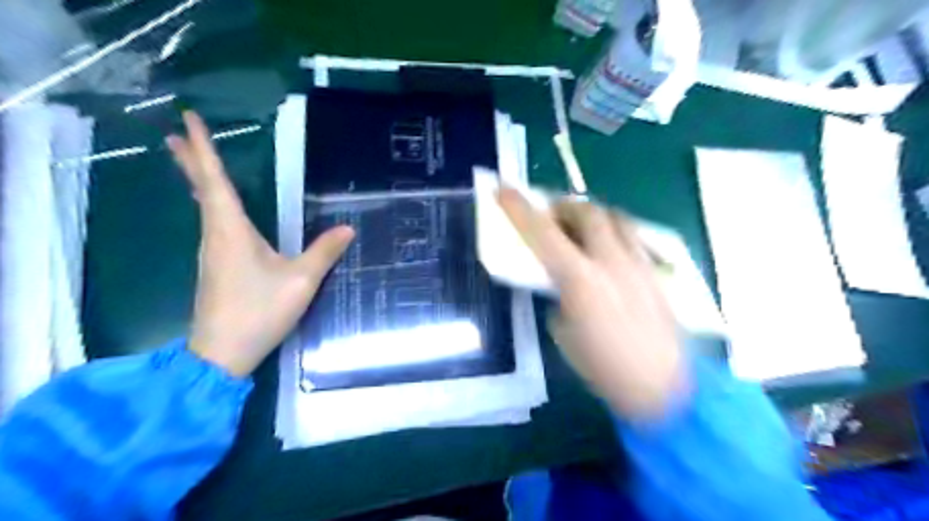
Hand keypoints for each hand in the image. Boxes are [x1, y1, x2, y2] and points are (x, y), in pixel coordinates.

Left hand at [168, 111, 356, 376]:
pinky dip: (210, 205)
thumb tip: (348, 228)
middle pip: (201, 191)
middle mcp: (215, 236)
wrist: (222, 354)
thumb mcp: (301, 280)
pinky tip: (216, 209)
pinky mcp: (216, 268)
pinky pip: (211, 225)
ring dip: (199, 182)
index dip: (203, 149)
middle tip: (176, 134)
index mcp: (231, 230)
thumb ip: (324, 252)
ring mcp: (212, 253)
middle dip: (190, 161)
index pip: (215, 181)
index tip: (187, 119)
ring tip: (195, 163)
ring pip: (203, 207)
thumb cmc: (259, 310)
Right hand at [500, 188, 688, 421]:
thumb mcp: (564, 334)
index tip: (503, 188)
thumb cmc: (604, 368)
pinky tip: (608, 254)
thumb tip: (559, 286)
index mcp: (580, 279)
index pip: (543, 233)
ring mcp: (638, 263)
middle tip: (551, 217)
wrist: (665, 388)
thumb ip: (559, 299)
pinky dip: (613, 233)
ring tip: (581, 230)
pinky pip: (632, 236)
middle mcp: (611, 261)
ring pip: (616, 217)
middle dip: (564, 207)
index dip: (519, 208)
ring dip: (592, 216)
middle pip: (587, 212)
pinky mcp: (655, 271)